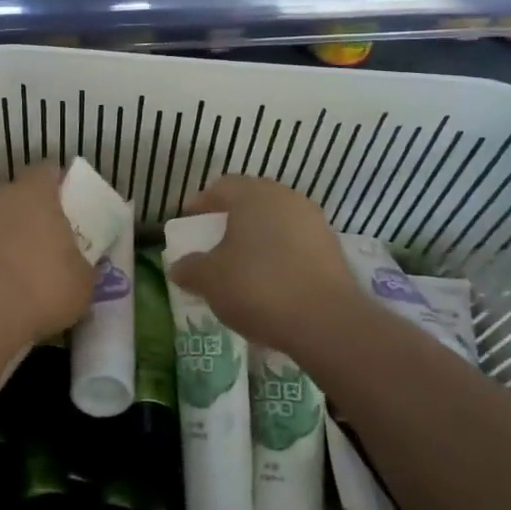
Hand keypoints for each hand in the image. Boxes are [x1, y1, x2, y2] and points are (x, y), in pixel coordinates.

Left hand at [0, 164, 95, 350]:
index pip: (46, 171)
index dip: (56, 185)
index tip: (65, 205)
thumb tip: (78, 266)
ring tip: (10, 269)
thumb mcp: (82, 283)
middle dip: (25, 213)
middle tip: (39, 242)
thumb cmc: (42, 288)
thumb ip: (80, 265)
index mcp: (35, 193)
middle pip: (13, 195)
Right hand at [165, 175, 359, 354]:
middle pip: (250, 201)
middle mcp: (285, 198)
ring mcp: (313, 221)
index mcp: (252, 194)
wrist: (326, 321)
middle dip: (230, 220)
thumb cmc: (257, 287)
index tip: (189, 223)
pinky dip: (280, 255)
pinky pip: (295, 243)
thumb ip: (189, 268)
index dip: (201, 204)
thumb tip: (178, 267)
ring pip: (275, 221)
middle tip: (214, 242)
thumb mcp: (209, 280)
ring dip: (257, 237)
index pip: (220, 187)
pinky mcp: (332, 248)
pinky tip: (271, 280)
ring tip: (242, 264)